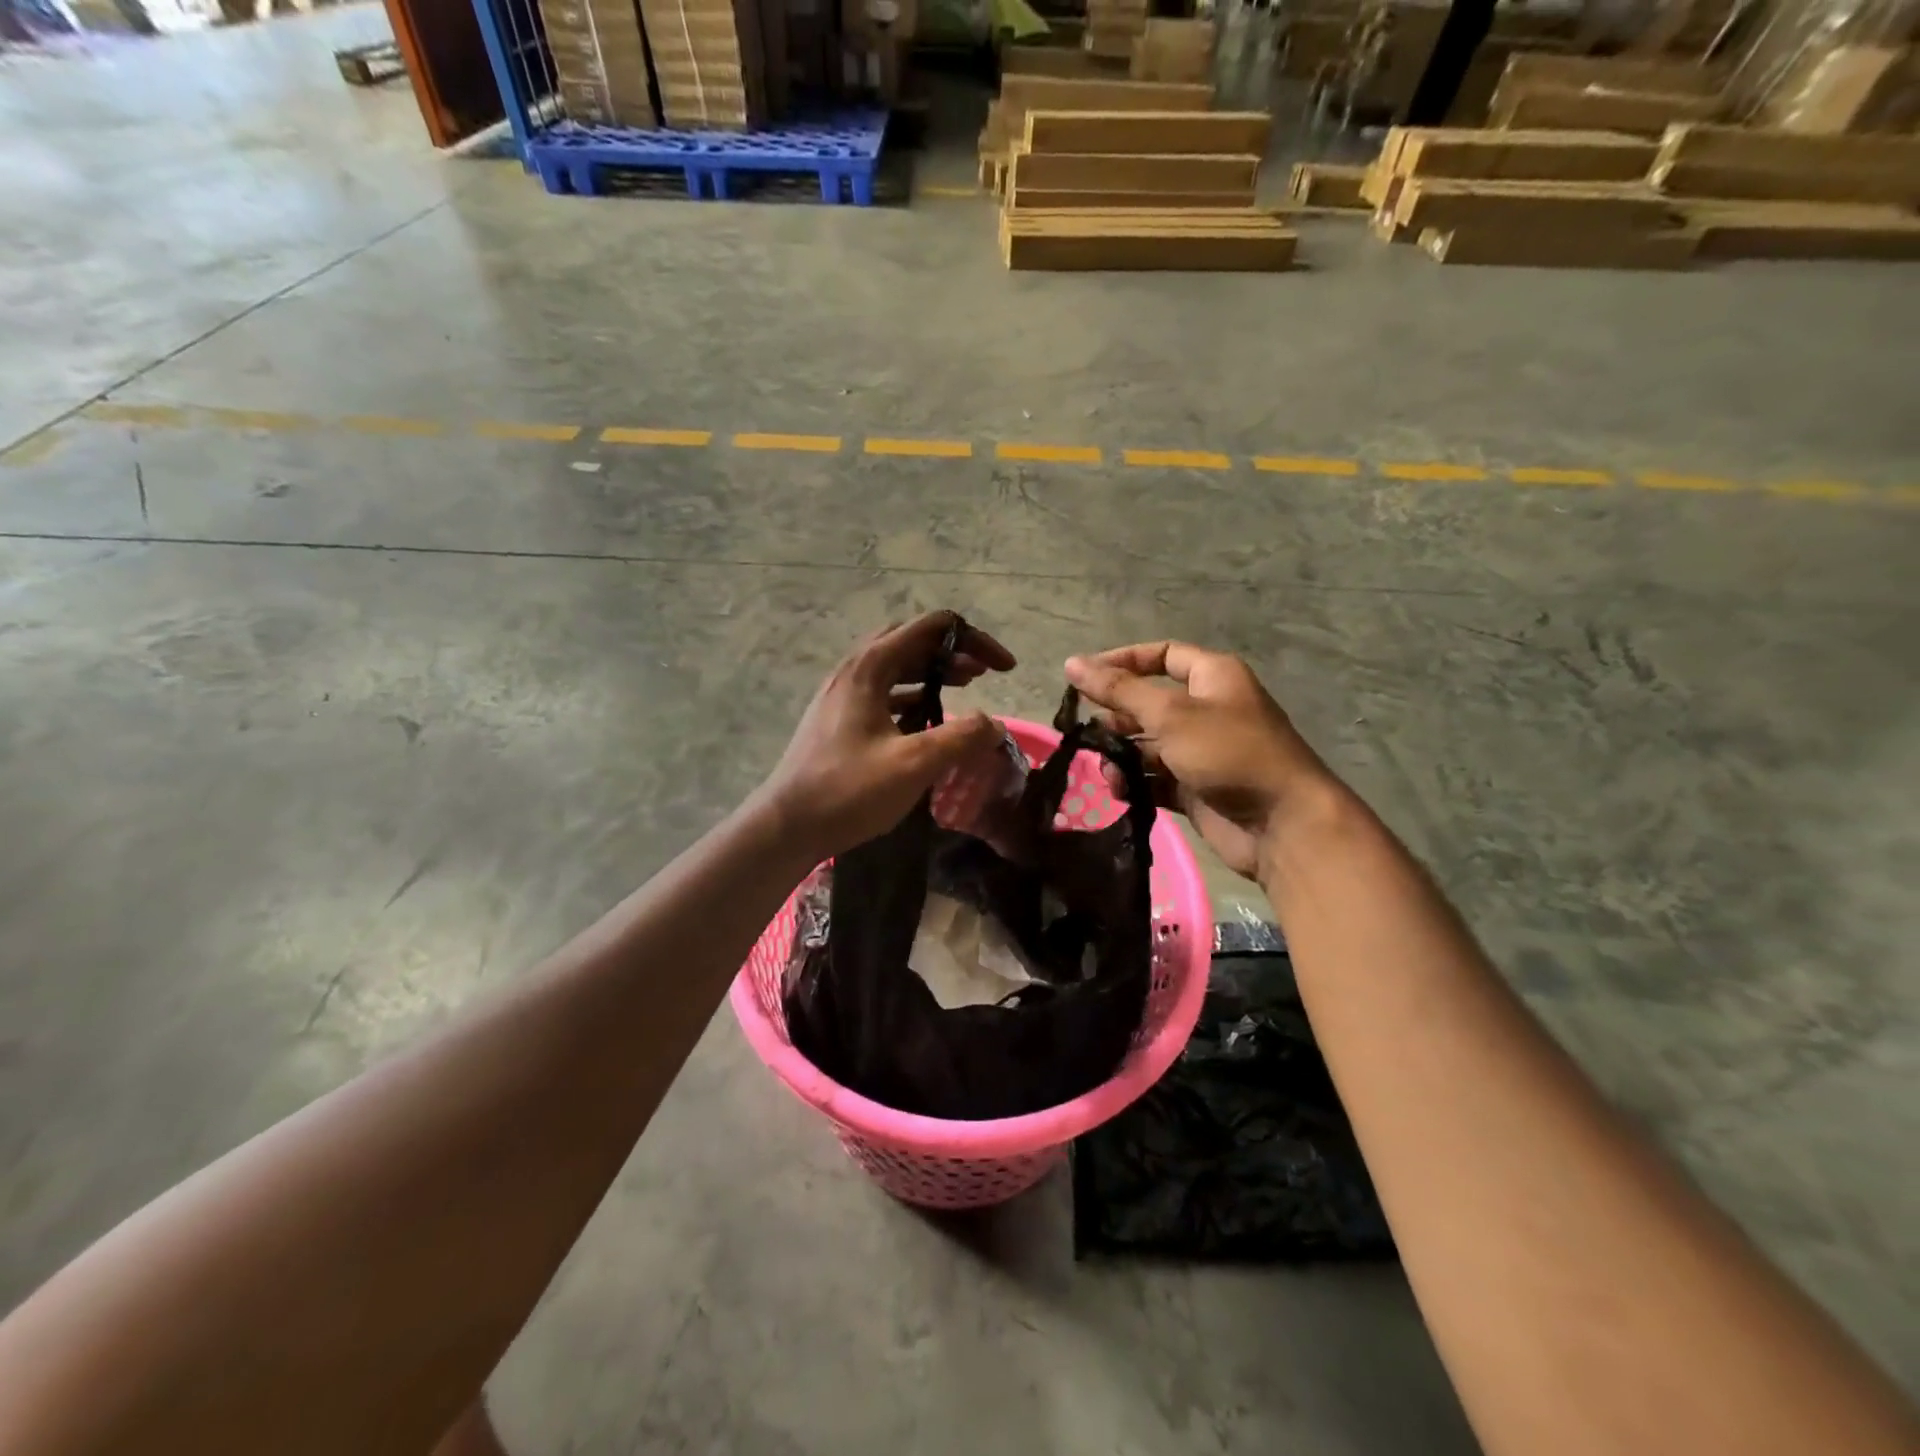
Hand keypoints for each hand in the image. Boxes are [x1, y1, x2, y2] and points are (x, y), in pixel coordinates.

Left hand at [763, 611, 1015, 858]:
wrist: (786, 826)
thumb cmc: (848, 790)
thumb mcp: (913, 764)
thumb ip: (960, 738)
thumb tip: (994, 725)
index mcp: (869, 667)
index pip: (930, 628)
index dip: (974, 641)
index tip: (1004, 669)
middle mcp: (853, 671)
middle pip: (910, 641)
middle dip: (952, 651)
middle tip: (983, 673)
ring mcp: (842, 695)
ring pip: (895, 667)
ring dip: (932, 671)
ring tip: (966, 685)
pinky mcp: (838, 720)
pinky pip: (883, 692)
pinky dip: (912, 695)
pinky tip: (927, 718)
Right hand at [1065, 642, 1334, 879]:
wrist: (1282, 824)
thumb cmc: (1229, 753)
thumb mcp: (1170, 714)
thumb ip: (1119, 690)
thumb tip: (1072, 663)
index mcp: (1212, 677)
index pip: (1161, 655)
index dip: (1122, 662)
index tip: (1083, 678)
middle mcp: (1207, 709)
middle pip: (1150, 702)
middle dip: (1117, 716)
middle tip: (1087, 732)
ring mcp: (1202, 751)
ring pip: (1148, 744)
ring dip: (1122, 755)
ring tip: (1107, 770)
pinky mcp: (1196, 787)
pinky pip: (1156, 777)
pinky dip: (1136, 782)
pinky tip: (1121, 791)